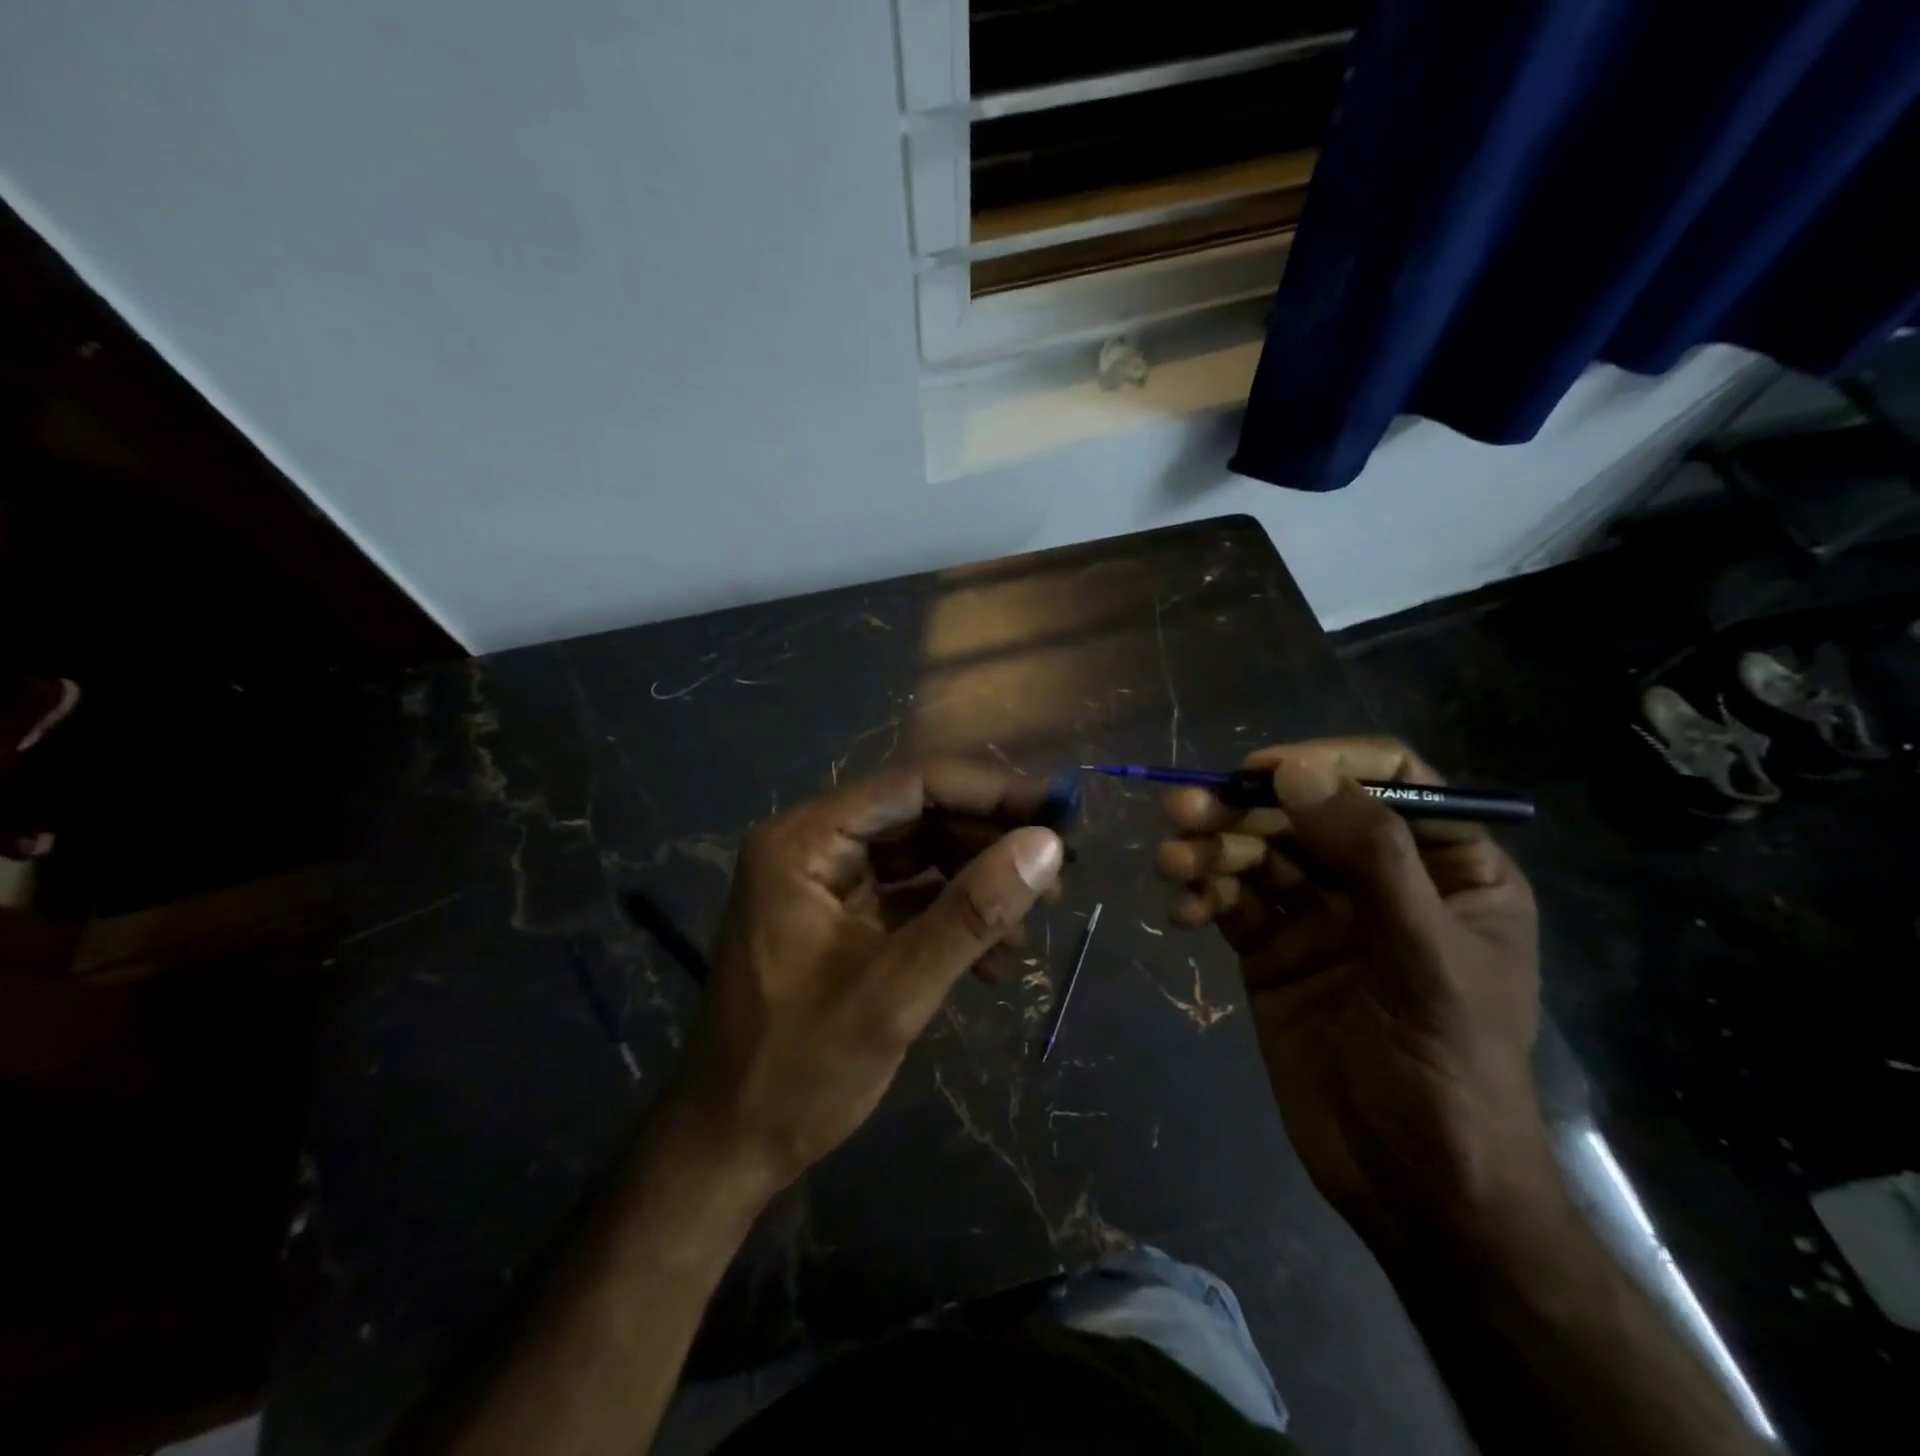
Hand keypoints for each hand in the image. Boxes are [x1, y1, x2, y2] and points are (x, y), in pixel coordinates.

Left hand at [670, 762, 1063, 1193]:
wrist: (732, 1146)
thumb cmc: (800, 1070)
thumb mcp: (895, 992)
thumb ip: (972, 913)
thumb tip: (1047, 846)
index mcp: (804, 842)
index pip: (911, 785)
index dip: (990, 791)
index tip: (1059, 811)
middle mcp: (813, 845)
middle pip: (918, 815)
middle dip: (988, 843)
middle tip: (1056, 875)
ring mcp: (826, 882)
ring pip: (921, 855)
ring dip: (978, 885)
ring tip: (1030, 927)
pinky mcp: (842, 917)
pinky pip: (910, 896)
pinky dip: (954, 918)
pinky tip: (995, 960)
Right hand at [1156, 738, 1546, 1242]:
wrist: (1412, 1188)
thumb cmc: (1448, 1070)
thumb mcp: (1425, 956)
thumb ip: (1369, 857)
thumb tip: (1297, 773)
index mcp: (1447, 869)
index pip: (1390, 780)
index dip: (1326, 763)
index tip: (1263, 771)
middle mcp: (1379, 880)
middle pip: (1303, 813)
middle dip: (1242, 809)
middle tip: (1183, 810)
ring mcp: (1319, 916)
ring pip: (1256, 854)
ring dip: (1209, 850)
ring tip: (1172, 863)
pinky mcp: (1272, 951)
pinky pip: (1230, 902)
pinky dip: (1202, 897)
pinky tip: (1183, 913)